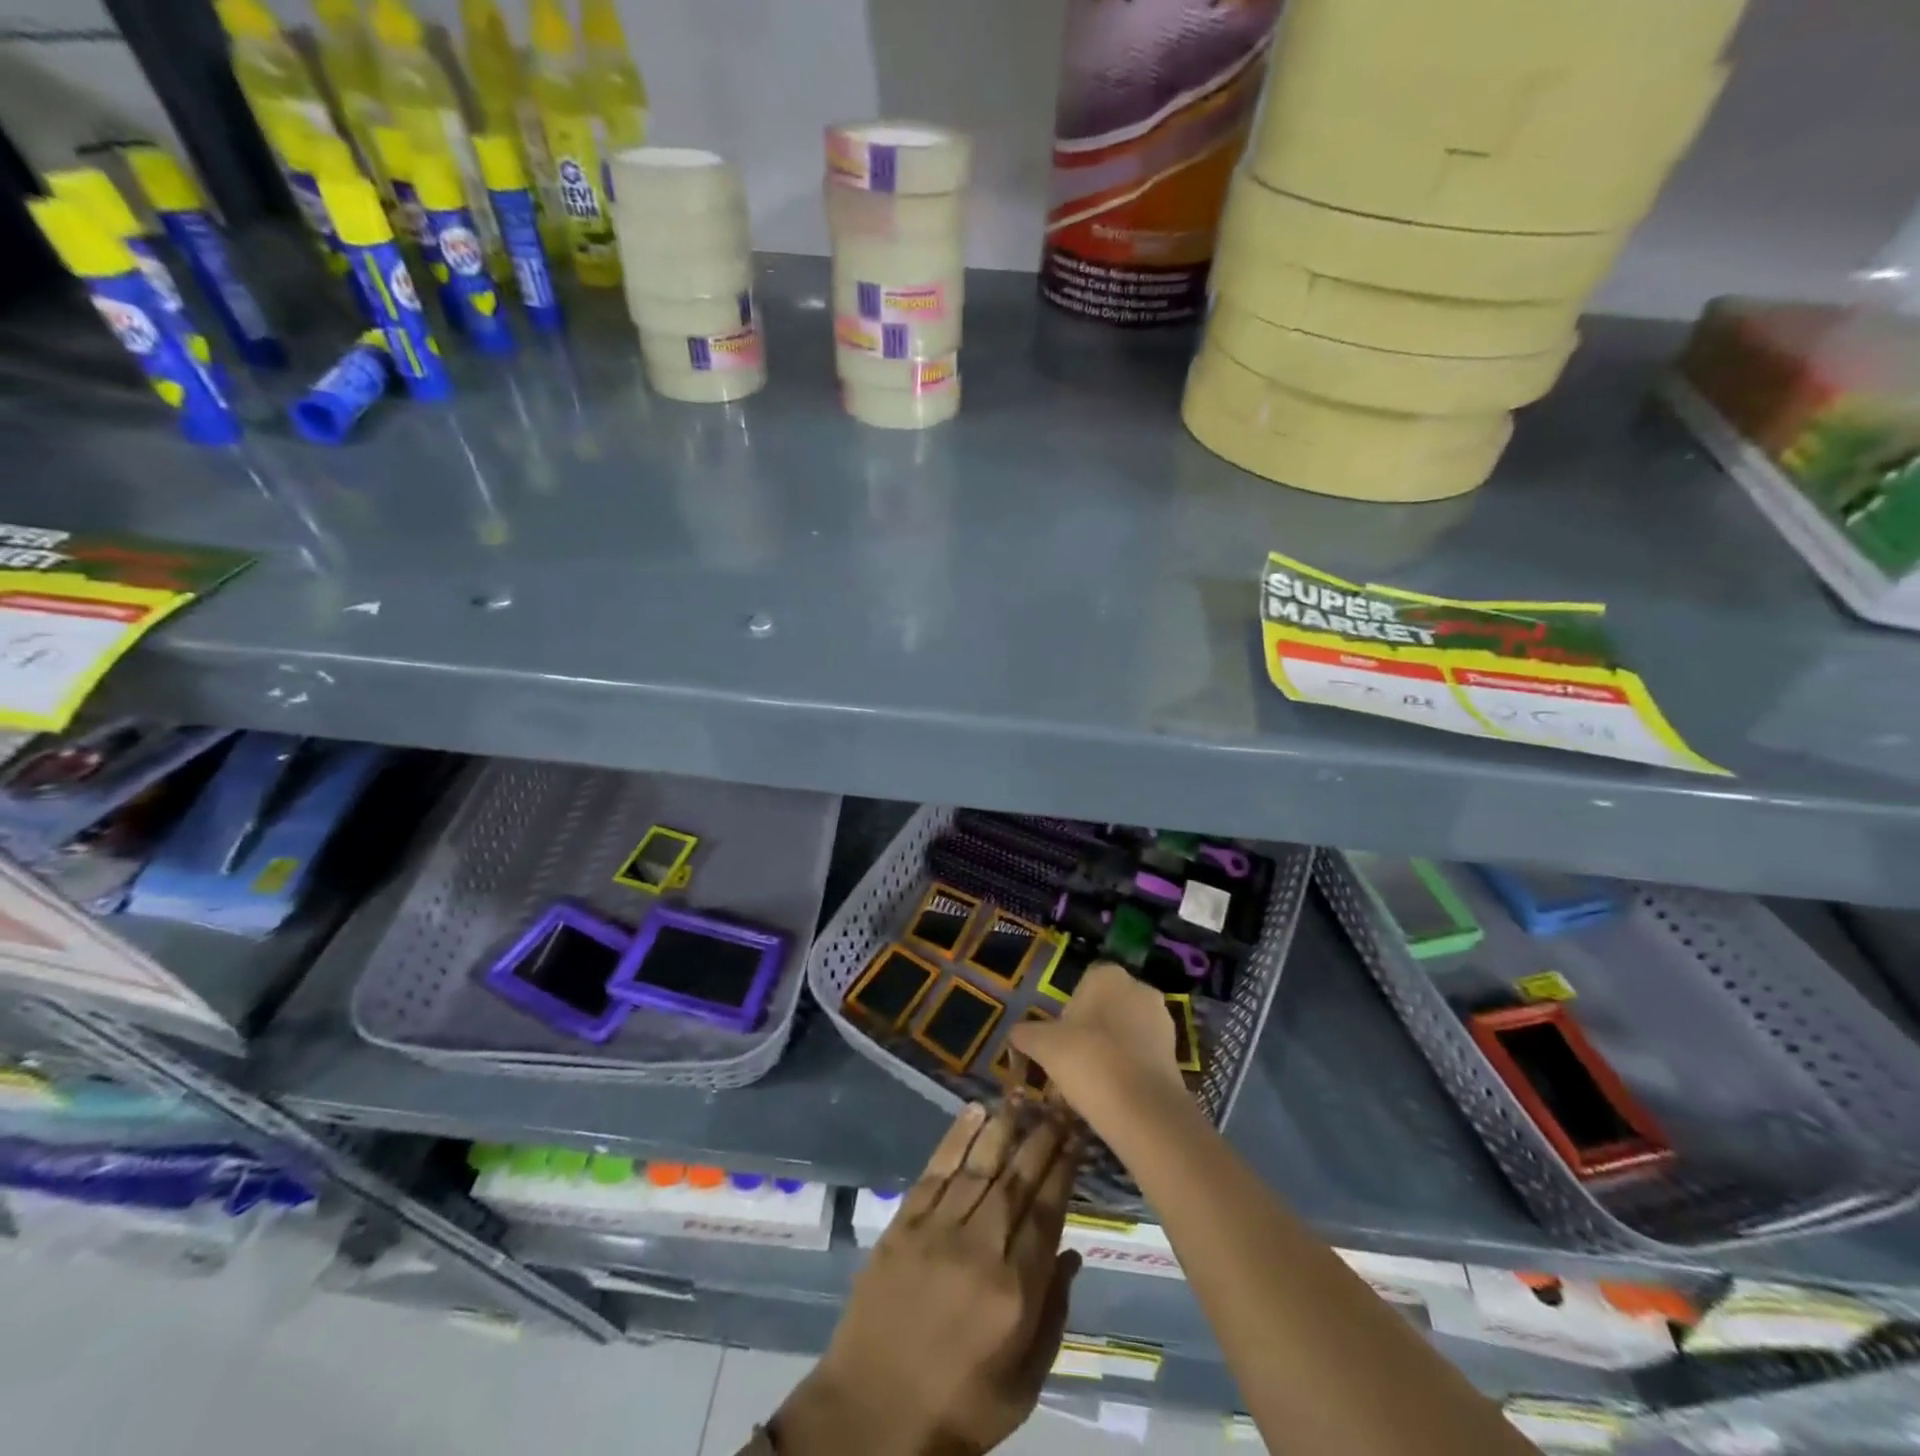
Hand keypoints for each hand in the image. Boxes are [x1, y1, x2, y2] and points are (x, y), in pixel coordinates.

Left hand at [773, 1101, 1083, 1455]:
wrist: (870, 1416)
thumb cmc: (957, 1409)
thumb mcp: (1022, 1386)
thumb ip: (1053, 1317)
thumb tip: (1072, 1254)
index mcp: (1014, 1291)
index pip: (1047, 1212)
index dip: (1063, 1169)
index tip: (1076, 1134)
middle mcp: (979, 1248)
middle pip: (1016, 1180)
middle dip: (1041, 1138)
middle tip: (1057, 1102)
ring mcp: (937, 1231)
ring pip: (978, 1166)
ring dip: (1002, 1127)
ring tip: (1020, 1095)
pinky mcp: (903, 1225)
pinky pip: (935, 1171)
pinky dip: (955, 1138)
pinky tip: (973, 1112)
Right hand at [1011, 961, 1190, 1137]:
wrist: (1141, 1108)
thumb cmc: (1087, 1060)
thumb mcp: (1043, 1045)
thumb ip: (1026, 1034)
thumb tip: (1014, 1033)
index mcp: (1108, 975)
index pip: (1082, 985)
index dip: (1069, 1013)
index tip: (1059, 1040)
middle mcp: (1139, 988)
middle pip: (1105, 1007)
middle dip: (1091, 1030)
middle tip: (1073, 1061)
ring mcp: (1162, 1020)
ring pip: (1126, 1031)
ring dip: (1111, 1049)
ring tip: (1093, 1082)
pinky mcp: (1176, 1052)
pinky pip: (1142, 1053)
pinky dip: (1129, 1067)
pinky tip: (1115, 1093)